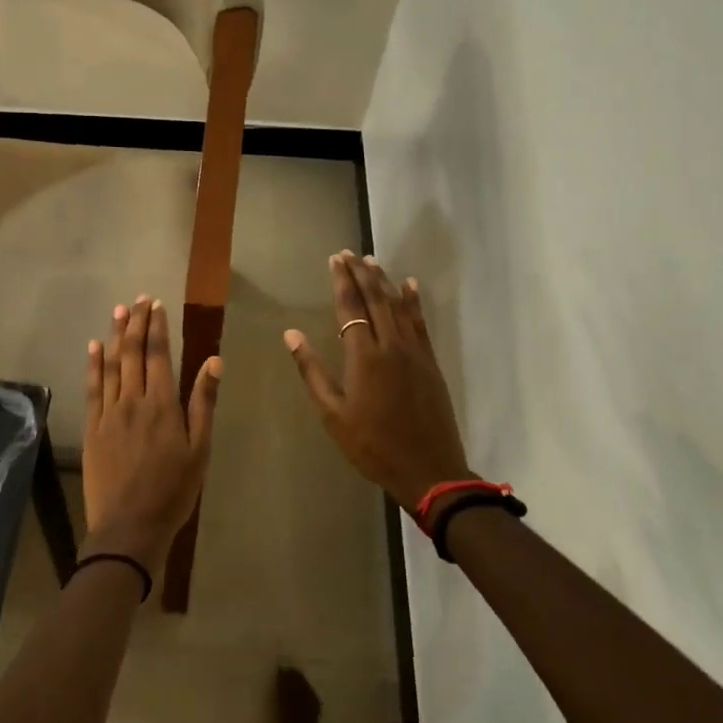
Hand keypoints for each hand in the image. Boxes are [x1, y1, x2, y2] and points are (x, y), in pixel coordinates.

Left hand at [82, 295, 222, 568]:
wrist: (129, 527)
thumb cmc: (173, 490)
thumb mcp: (199, 449)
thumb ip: (203, 403)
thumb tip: (214, 361)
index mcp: (163, 405)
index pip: (159, 355)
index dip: (157, 327)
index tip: (156, 304)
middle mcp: (133, 400)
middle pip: (133, 354)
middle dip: (136, 323)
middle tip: (138, 299)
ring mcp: (109, 413)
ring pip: (111, 365)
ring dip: (115, 336)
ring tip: (118, 311)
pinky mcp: (92, 428)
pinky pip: (92, 388)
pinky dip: (93, 365)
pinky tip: (94, 348)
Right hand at [283, 251, 468, 510]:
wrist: (429, 469)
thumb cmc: (372, 445)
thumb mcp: (333, 414)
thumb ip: (312, 371)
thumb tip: (291, 335)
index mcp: (363, 356)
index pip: (350, 307)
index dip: (342, 281)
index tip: (335, 259)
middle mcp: (390, 345)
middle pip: (375, 299)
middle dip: (362, 273)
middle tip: (350, 253)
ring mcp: (414, 352)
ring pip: (398, 306)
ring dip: (384, 281)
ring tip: (373, 261)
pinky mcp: (430, 362)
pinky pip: (420, 322)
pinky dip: (413, 301)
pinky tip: (410, 286)